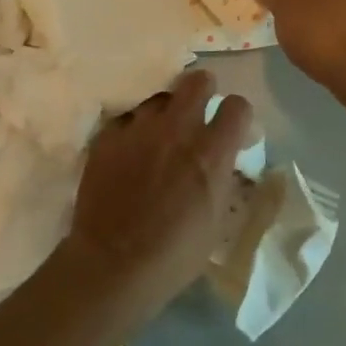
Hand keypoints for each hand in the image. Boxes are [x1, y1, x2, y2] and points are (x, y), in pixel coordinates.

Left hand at [62, 70, 253, 318]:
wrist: (113, 264)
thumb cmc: (175, 254)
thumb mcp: (216, 218)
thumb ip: (222, 176)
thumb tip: (224, 158)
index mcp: (212, 152)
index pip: (237, 105)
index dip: (236, 113)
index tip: (231, 125)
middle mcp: (178, 129)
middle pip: (197, 80)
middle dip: (202, 89)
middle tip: (197, 110)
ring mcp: (139, 129)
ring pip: (159, 98)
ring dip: (165, 112)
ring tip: (159, 134)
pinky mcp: (107, 137)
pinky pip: (127, 119)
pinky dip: (133, 130)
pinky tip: (129, 151)